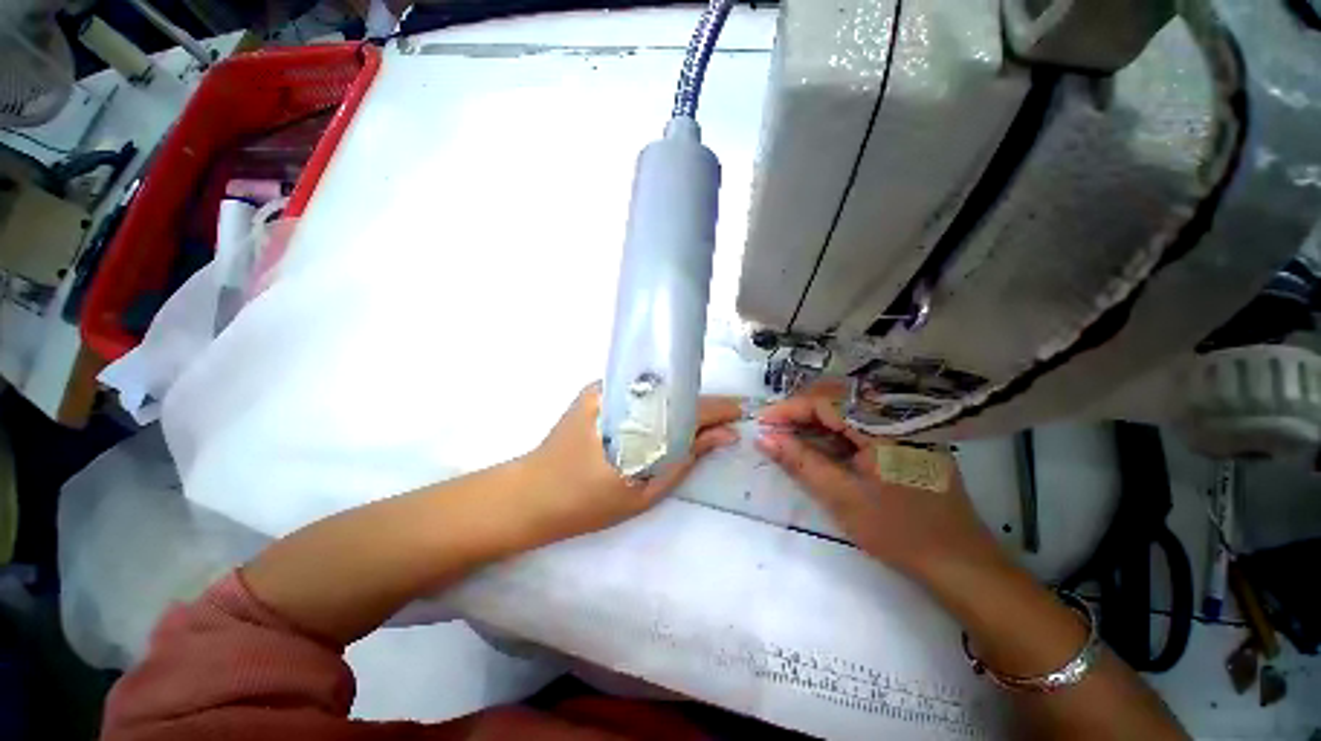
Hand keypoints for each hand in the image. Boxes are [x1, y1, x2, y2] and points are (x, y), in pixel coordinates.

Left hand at [515, 383, 740, 545]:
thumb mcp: (644, 492)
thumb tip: (724, 436)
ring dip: (681, 402)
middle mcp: (621, 393)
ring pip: (657, 388)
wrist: (530, 494)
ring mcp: (604, 387)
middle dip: (702, 404)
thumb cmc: (586, 504)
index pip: (688, 407)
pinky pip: (638, 390)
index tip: (741, 412)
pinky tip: (665, 415)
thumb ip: (685, 460)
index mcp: (635, 422)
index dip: (718, 408)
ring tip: (698, 421)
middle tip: (722, 421)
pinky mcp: (594, 390)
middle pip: (675, 392)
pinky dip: (658, 401)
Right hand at [754, 393, 1002, 578]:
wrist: (960, 563)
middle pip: (836, 399)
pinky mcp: (905, 439)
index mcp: (884, 425)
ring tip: (788, 438)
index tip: (761, 423)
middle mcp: (896, 416)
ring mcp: (904, 426)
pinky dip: (834, 432)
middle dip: (799, 412)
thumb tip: (764, 438)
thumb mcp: (841, 497)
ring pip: (847, 410)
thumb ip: (800, 462)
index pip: (825, 401)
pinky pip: (860, 424)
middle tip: (772, 431)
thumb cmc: (900, 532)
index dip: (788, 409)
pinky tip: (818, 447)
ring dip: (814, 422)